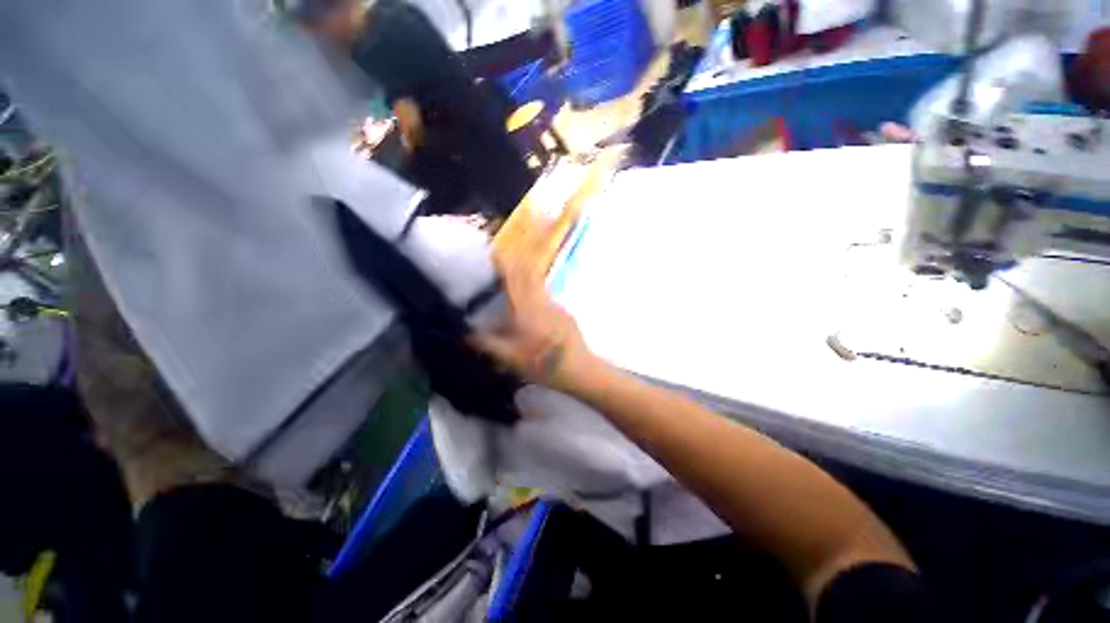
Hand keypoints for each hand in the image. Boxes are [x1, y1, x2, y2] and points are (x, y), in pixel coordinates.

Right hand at [468, 257, 598, 393]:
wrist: (580, 369)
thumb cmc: (543, 364)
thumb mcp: (511, 359)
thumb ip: (488, 344)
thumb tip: (467, 334)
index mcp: (527, 309)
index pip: (516, 279)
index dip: (506, 263)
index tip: (497, 251)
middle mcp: (543, 302)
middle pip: (530, 274)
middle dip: (518, 263)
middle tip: (506, 260)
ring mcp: (557, 306)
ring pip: (539, 287)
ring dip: (527, 281)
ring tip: (515, 291)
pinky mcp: (565, 313)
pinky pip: (546, 299)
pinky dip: (536, 298)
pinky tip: (533, 316)